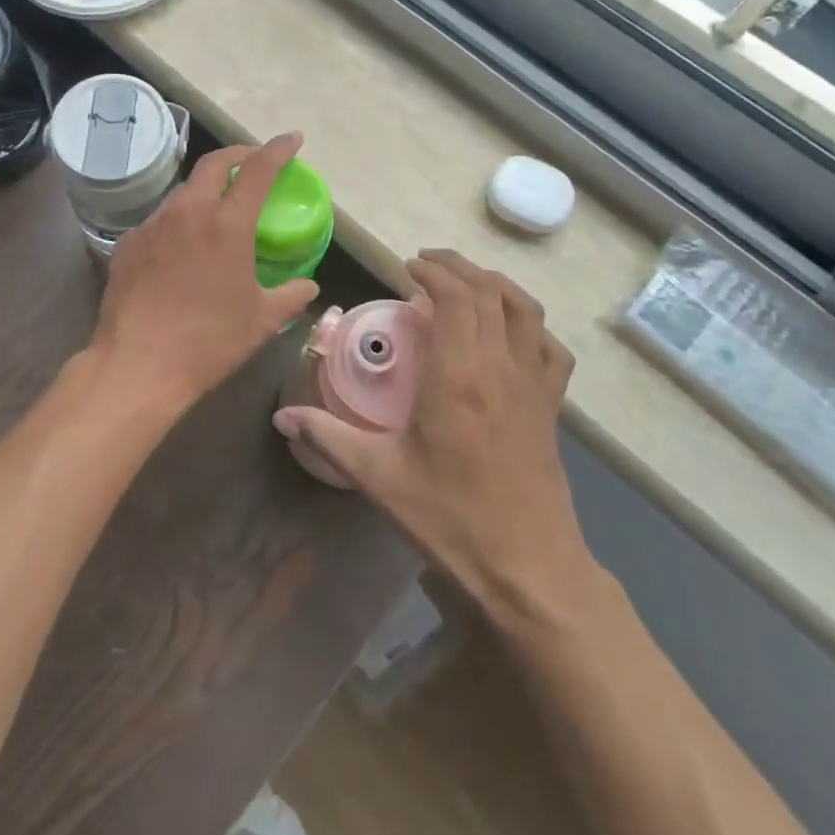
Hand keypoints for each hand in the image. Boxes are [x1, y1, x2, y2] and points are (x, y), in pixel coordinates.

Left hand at [88, 133, 320, 426]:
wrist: (138, 365)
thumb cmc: (208, 342)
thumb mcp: (260, 321)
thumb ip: (290, 296)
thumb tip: (308, 287)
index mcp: (226, 225)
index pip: (258, 170)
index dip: (278, 149)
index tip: (293, 140)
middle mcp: (187, 212)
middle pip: (214, 164)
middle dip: (239, 155)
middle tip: (254, 162)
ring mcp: (152, 225)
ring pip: (183, 191)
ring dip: (206, 189)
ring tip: (218, 208)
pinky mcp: (127, 243)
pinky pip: (159, 220)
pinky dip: (179, 220)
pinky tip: (181, 247)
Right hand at [273, 249, 595, 622]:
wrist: (529, 569)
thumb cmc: (450, 519)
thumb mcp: (379, 476)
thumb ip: (328, 436)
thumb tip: (282, 417)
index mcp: (458, 375)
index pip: (455, 297)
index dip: (434, 272)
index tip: (407, 268)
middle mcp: (500, 366)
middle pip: (489, 291)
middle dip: (458, 267)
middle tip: (426, 265)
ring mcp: (534, 385)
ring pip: (525, 310)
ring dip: (495, 285)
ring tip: (466, 283)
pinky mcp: (552, 408)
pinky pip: (551, 348)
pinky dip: (531, 324)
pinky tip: (512, 332)